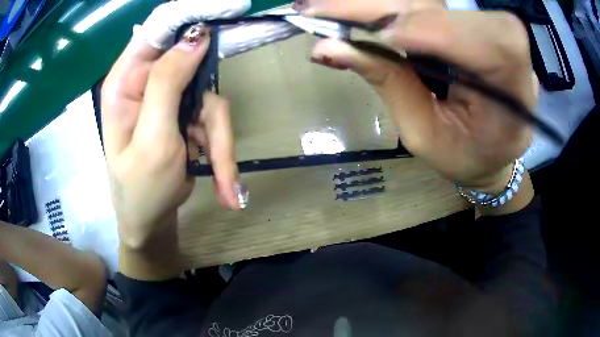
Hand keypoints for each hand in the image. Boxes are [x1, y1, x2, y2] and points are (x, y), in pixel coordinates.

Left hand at [102, 0, 249, 249]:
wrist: (150, 221)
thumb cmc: (140, 190)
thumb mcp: (152, 140)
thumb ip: (167, 84)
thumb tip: (197, 37)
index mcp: (125, 82)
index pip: (157, 29)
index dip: (191, 13)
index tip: (230, 7)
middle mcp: (145, 82)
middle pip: (192, 66)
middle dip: (208, 108)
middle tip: (215, 145)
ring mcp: (167, 98)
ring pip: (209, 98)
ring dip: (219, 140)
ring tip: (221, 180)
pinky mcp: (184, 114)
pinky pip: (213, 119)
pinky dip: (221, 151)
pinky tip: (221, 183)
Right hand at [304, 1, 536, 192]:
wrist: (488, 154)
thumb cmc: (462, 157)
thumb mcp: (424, 134)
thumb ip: (389, 84)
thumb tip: (329, 48)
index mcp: (514, 98)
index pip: (490, 41)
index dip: (436, 28)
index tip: (382, 36)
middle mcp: (510, 57)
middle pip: (454, 10)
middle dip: (387, 6)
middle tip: (319, 8)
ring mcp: (491, 36)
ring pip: (434, 3)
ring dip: (379, 4)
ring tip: (326, 10)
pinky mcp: (471, 26)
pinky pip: (430, 8)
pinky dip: (390, 9)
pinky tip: (357, 14)